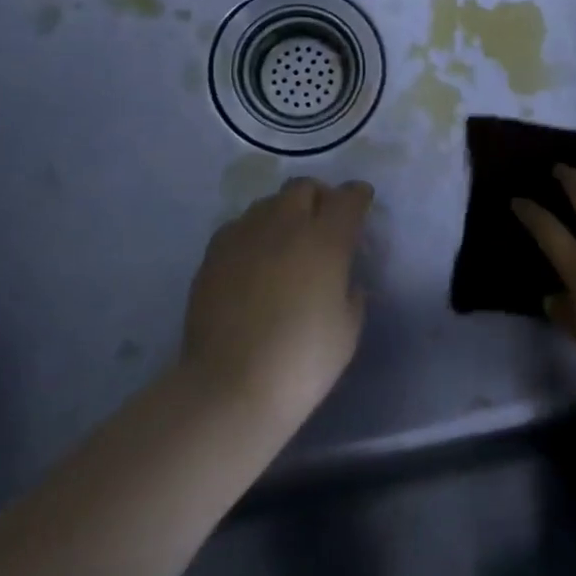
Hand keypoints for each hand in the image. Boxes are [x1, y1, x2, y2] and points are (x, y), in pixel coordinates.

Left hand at [182, 177, 372, 427]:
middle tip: (324, 221)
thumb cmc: (302, 361)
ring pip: (268, 202)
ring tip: (288, 238)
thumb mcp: (347, 330)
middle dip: (319, 197)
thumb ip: (351, 294)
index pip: (348, 198)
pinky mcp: (213, 254)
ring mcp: (244, 236)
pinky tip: (255, 257)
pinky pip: (239, 225)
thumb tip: (344, 282)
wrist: (229, 387)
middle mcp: (285, 225)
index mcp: (326, 239)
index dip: (358, 197)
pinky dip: (254, 232)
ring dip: (285, 211)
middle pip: (304, 188)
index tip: (362, 204)